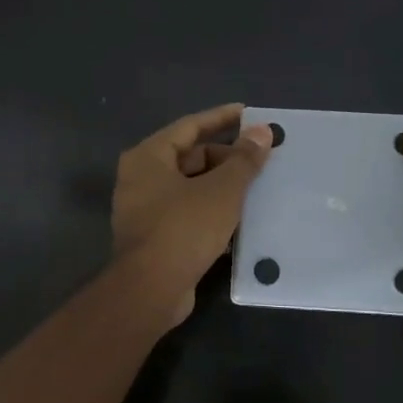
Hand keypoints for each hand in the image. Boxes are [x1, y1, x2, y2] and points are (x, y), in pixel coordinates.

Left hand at [112, 103, 273, 325]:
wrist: (151, 289)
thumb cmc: (184, 228)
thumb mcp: (222, 190)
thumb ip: (244, 160)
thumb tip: (262, 132)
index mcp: (148, 157)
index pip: (190, 125)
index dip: (221, 118)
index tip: (248, 113)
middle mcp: (140, 178)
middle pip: (189, 156)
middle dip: (225, 157)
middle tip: (260, 160)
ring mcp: (144, 209)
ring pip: (190, 186)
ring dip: (221, 185)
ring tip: (256, 186)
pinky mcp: (154, 236)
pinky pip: (187, 212)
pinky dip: (211, 209)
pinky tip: (240, 217)